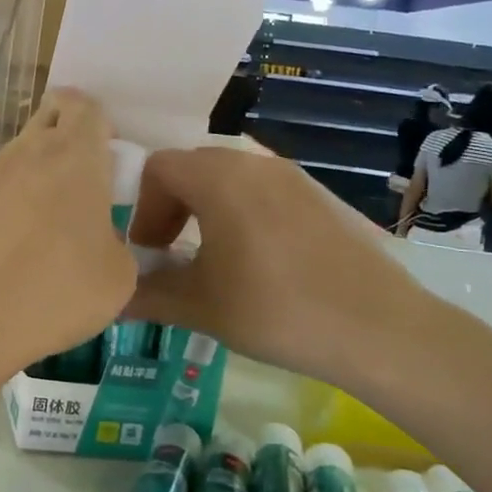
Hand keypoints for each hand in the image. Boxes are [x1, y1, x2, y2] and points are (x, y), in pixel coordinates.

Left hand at [0, 90, 135, 378]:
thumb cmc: (53, 290)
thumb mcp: (118, 277)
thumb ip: (117, 242)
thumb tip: (99, 241)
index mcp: (73, 154)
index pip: (85, 105)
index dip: (100, 125)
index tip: (108, 162)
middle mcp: (27, 152)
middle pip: (49, 117)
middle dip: (68, 138)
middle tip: (84, 189)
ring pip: (22, 155)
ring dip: (40, 176)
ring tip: (53, 231)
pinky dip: (14, 207)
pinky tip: (18, 253)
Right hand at [124, 148, 433, 391]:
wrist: (379, 328)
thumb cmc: (276, 310)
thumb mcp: (200, 307)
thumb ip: (147, 295)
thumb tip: (112, 298)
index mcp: (219, 178)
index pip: (158, 167)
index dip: (142, 207)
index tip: (147, 251)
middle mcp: (255, 163)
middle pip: (193, 167)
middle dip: (171, 206)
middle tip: (170, 252)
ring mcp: (293, 176)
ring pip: (231, 177)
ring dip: (207, 208)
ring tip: (212, 257)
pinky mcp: (321, 195)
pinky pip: (265, 189)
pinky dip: (243, 211)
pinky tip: (258, 260)